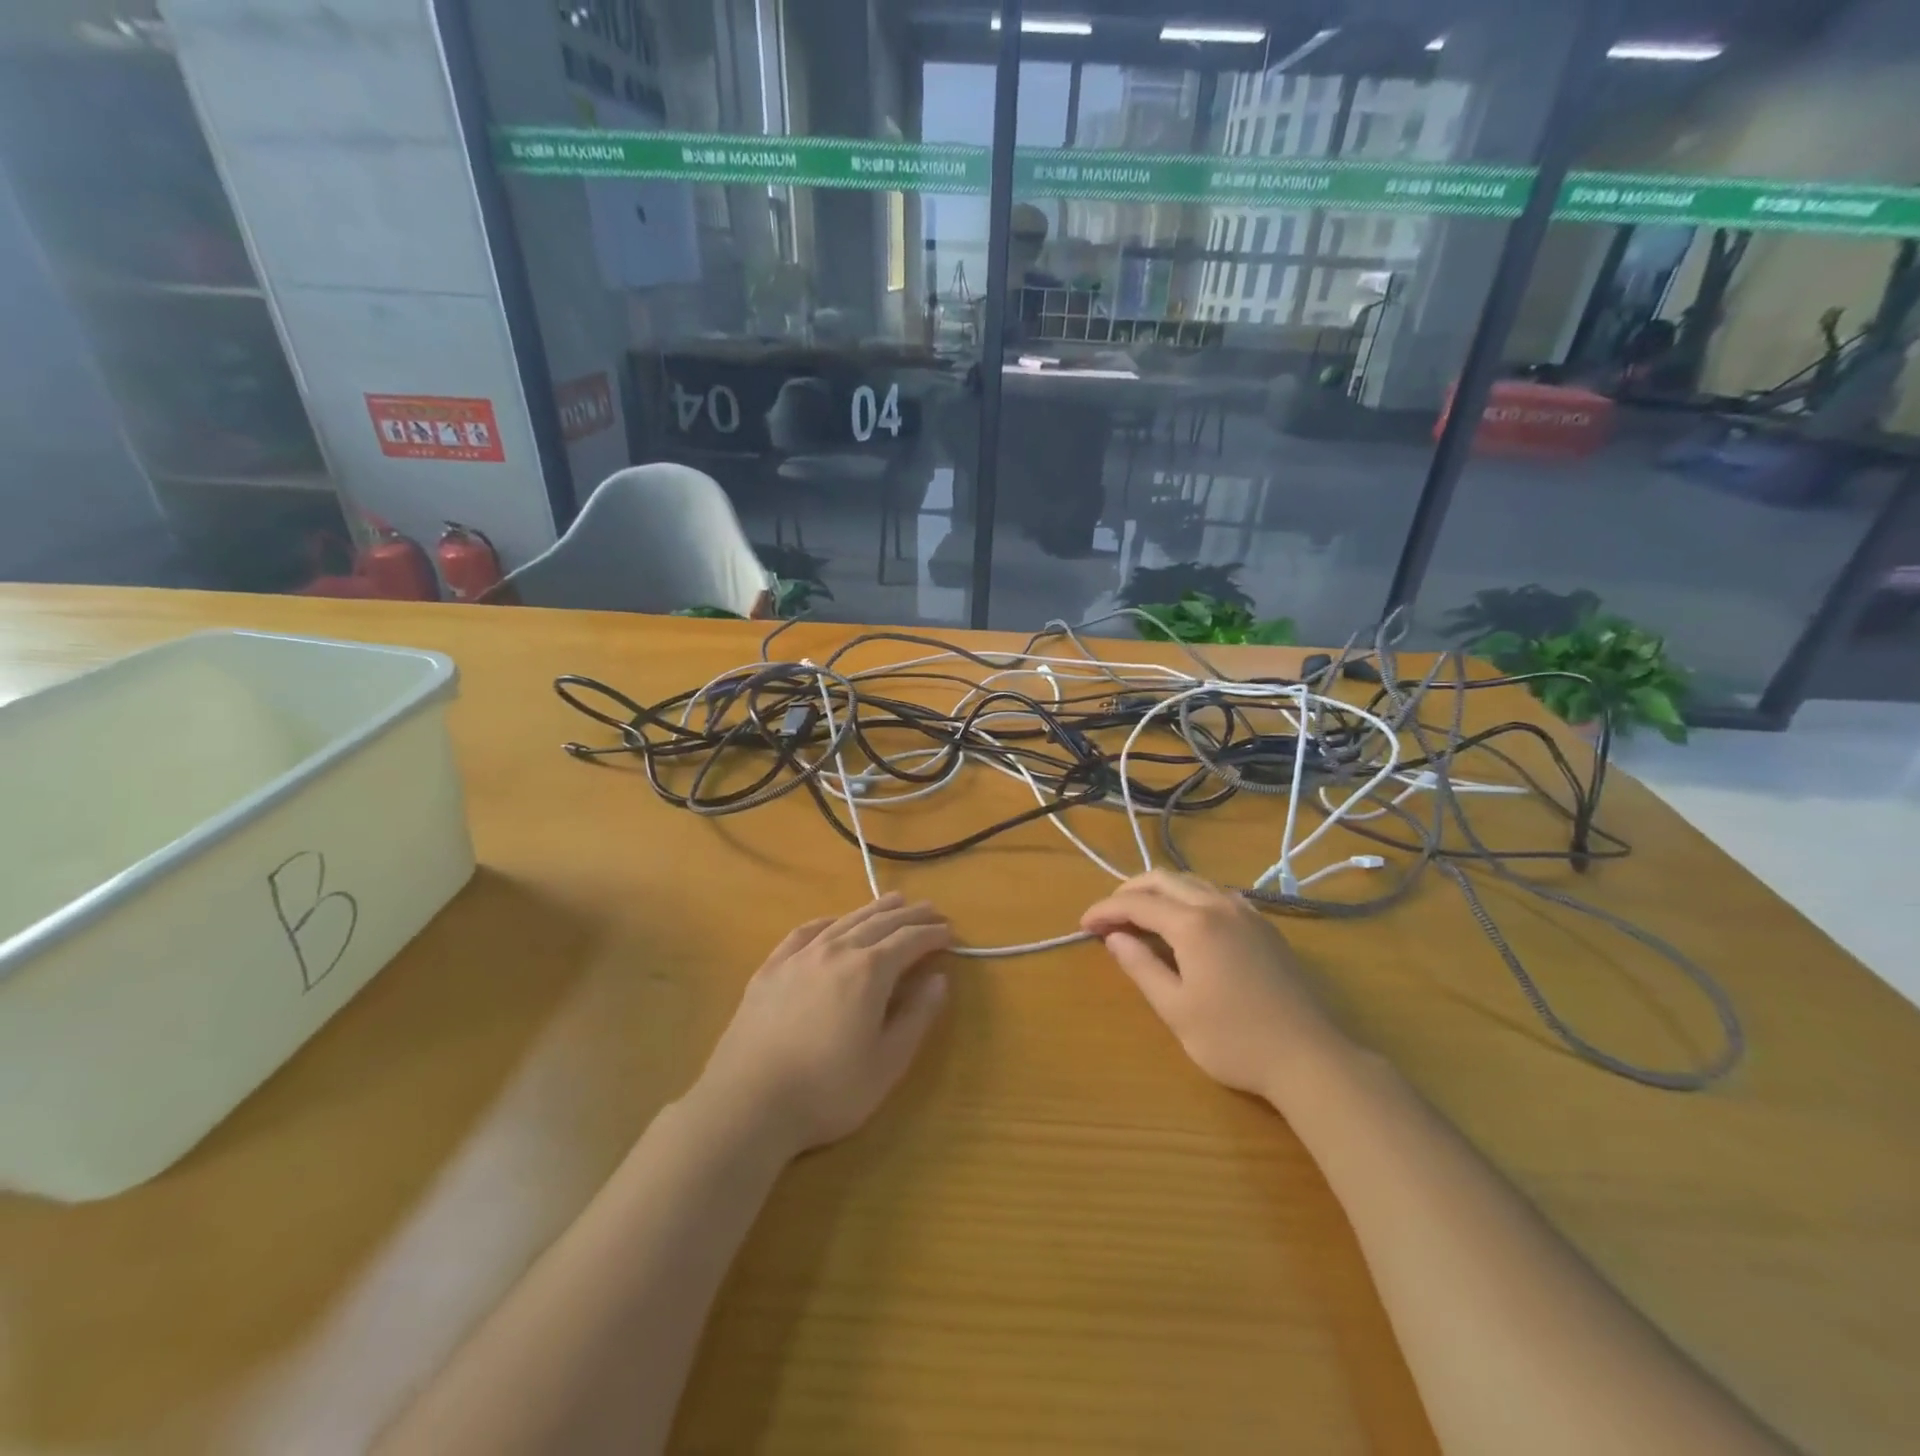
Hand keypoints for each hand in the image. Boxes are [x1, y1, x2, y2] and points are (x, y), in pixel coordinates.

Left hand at [692, 894, 951, 1159]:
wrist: (748, 1103)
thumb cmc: (827, 1090)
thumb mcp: (887, 1062)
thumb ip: (916, 1016)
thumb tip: (939, 979)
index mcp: (869, 971)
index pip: (909, 940)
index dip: (932, 934)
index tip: (949, 932)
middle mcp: (836, 951)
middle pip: (880, 922)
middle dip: (909, 915)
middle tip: (931, 910)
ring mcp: (799, 957)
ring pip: (844, 921)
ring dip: (873, 909)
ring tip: (893, 901)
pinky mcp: (770, 969)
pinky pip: (805, 933)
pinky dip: (827, 922)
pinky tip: (832, 923)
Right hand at [1081, 871, 1350, 1106]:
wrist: (1310, 1058)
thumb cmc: (1234, 1040)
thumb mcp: (1176, 1009)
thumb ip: (1141, 967)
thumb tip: (1114, 937)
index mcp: (1193, 924)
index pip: (1137, 903)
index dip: (1105, 910)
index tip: (1083, 925)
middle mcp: (1218, 905)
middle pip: (1164, 879)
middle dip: (1129, 891)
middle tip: (1107, 916)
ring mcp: (1246, 912)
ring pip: (1192, 881)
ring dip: (1159, 891)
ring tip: (1139, 917)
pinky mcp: (1263, 925)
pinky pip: (1215, 893)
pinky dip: (1187, 897)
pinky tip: (1183, 922)